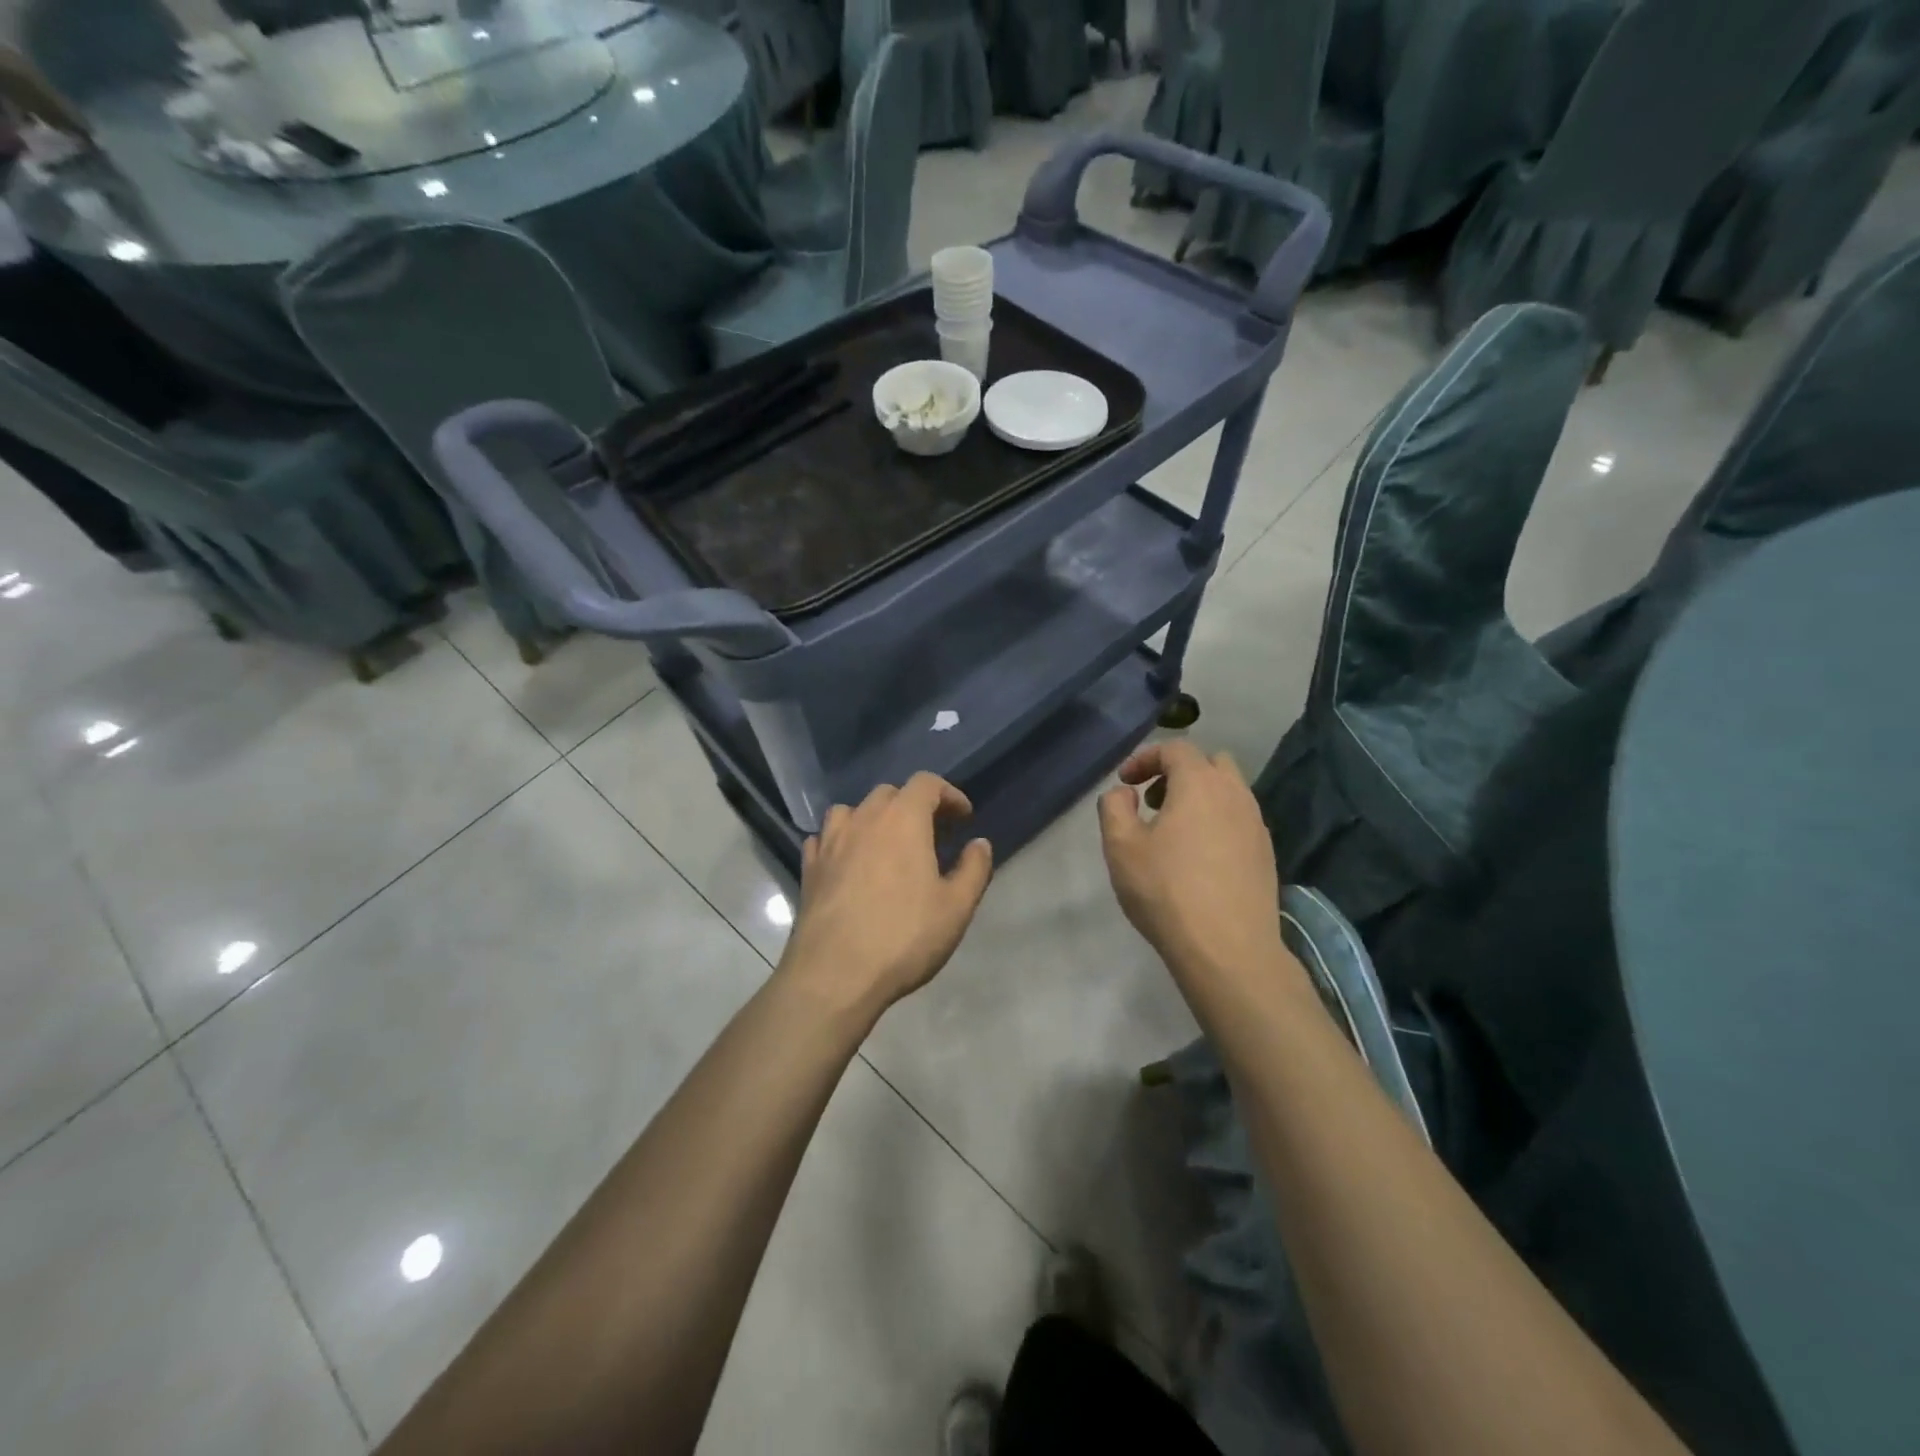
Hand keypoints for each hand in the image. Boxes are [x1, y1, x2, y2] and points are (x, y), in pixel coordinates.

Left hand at [777, 773, 993, 1017]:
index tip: (963, 818)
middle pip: (889, 793)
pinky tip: (849, 863)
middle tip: (932, 835)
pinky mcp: (809, 868)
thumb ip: (974, 869)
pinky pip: (825, 838)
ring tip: (887, 845)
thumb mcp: (956, 907)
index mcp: (903, 819)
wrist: (834, 974)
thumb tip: (979, 843)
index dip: (949, 794)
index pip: (926, 783)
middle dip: (914, 806)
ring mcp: (831, 842)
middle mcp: (864, 819)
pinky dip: (842, 841)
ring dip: (873, 819)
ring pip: (852, 810)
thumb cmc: (903, 936)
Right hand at [1098, 742, 1286, 979]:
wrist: (1228, 949)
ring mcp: (1256, 825)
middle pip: (1211, 763)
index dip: (1146, 758)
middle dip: (1179, 772)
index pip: (1175, 748)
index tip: (1125, 782)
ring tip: (1173, 832)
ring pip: (1229, 792)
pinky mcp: (1266, 854)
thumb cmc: (1166, 890)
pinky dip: (1217, 822)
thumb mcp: (1121, 846)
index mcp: (1199, 783)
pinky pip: (1240, 820)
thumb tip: (1125, 792)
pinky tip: (1199, 858)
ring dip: (1200, 798)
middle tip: (1153, 801)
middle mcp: (1235, 795)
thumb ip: (1114, 807)